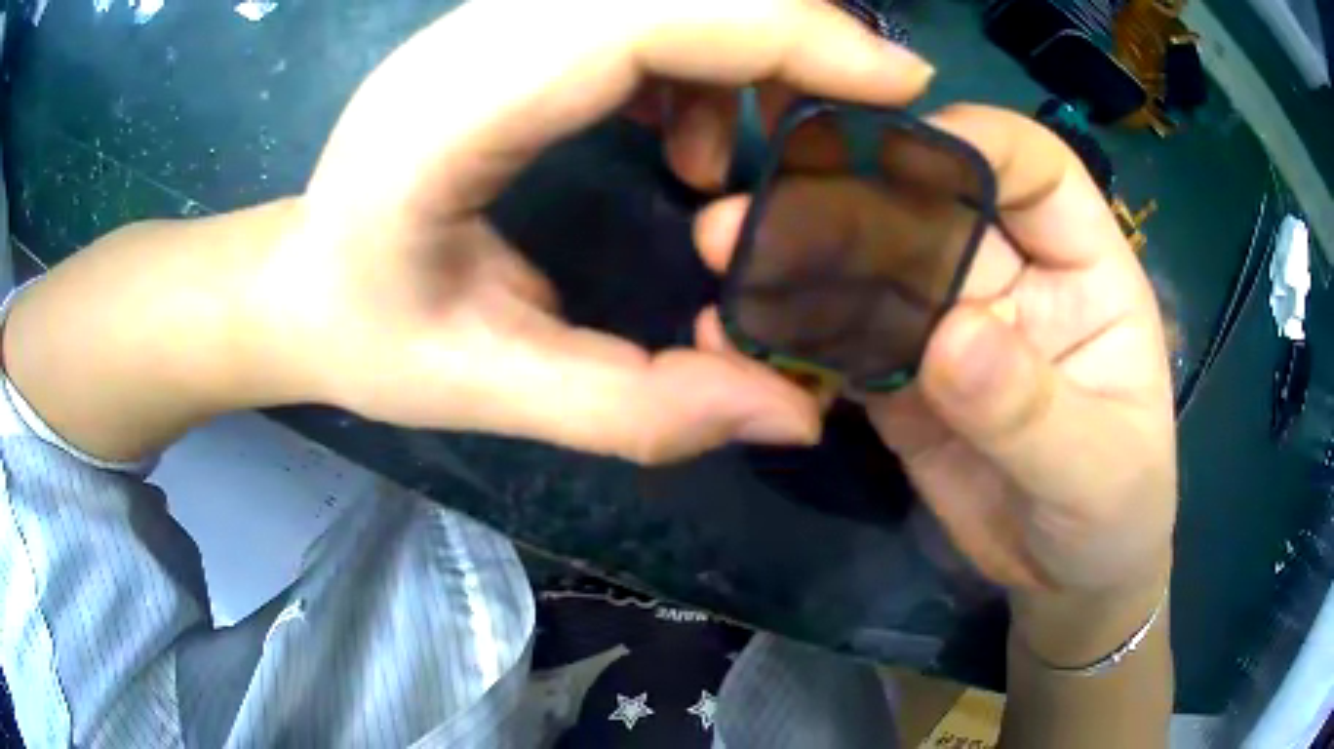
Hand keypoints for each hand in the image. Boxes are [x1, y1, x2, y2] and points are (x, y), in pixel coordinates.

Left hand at [244, 0, 934, 463]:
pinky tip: (677, 142)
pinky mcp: (505, 34)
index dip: (788, 33)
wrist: (296, 284)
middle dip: (792, 37)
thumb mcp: (487, 391)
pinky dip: (694, 59)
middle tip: (855, 118)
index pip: (645, 20)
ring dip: (739, 53)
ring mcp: (487, 24)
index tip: (899, 84)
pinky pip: (633, 12)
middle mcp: (472, 37)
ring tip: (729, 162)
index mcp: (454, 113)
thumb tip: (793, 415)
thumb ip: (638, 410)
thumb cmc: (365, 335)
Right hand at [694, 106, 1176, 600]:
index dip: (971, 142)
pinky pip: (847, 343)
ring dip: (805, 263)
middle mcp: (1015, 275)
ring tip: (727, 260)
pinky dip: (798, 340)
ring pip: (876, 268)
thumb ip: (1031, 409)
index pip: (1033, 167)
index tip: (894, 151)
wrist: (1065, 582)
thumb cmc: (1115, 516)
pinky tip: (740, 341)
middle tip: (761, 207)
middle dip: (852, 196)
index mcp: (1085, 268)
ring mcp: (953, 324)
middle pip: (933, 206)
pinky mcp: (905, 379)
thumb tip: (950, 338)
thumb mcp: (1097, 473)